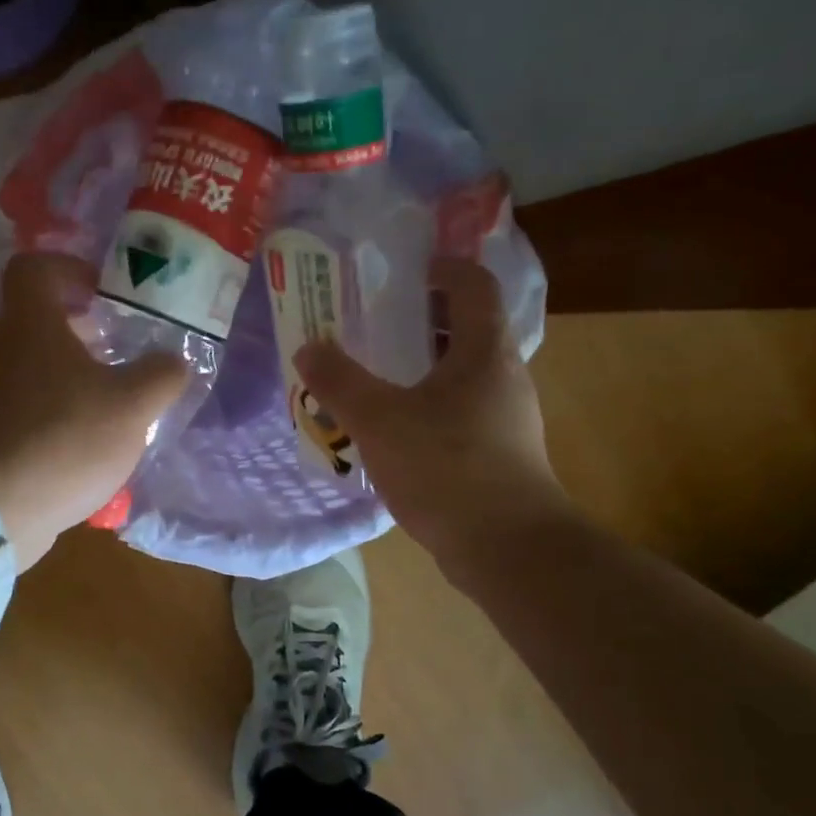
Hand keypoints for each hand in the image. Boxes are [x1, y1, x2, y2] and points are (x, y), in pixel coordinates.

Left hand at [0, 252, 187, 569]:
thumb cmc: (64, 438)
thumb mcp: (132, 404)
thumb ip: (161, 375)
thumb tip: (173, 362)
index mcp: (31, 324)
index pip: (34, 268)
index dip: (70, 268)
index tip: (104, 290)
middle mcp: (3, 350)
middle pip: (40, 320)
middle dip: (85, 328)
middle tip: (123, 346)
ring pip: (38, 366)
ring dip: (76, 374)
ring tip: (117, 398)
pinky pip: (31, 407)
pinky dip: (61, 412)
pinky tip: (93, 441)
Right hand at [297, 258, 569, 566]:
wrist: (507, 548)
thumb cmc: (446, 468)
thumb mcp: (378, 420)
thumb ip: (339, 381)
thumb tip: (308, 347)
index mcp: (484, 350)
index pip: (473, 284)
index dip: (442, 268)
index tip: (403, 272)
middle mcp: (503, 374)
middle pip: (466, 327)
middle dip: (419, 320)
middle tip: (372, 323)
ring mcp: (507, 416)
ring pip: (461, 372)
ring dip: (421, 366)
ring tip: (375, 376)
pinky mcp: (501, 452)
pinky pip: (460, 409)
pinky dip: (428, 404)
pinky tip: (394, 430)